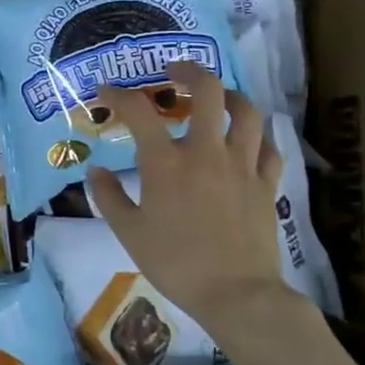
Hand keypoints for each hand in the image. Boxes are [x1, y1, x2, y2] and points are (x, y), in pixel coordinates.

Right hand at [85, 63, 301, 340]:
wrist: (236, 294)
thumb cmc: (175, 263)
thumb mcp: (128, 232)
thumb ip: (108, 197)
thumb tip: (96, 172)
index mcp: (166, 163)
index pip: (139, 112)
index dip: (119, 95)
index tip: (107, 91)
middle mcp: (206, 153)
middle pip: (207, 91)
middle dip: (189, 71)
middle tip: (174, 71)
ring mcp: (242, 166)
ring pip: (247, 112)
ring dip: (230, 96)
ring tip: (217, 97)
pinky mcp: (266, 185)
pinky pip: (268, 148)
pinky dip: (257, 137)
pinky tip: (247, 142)